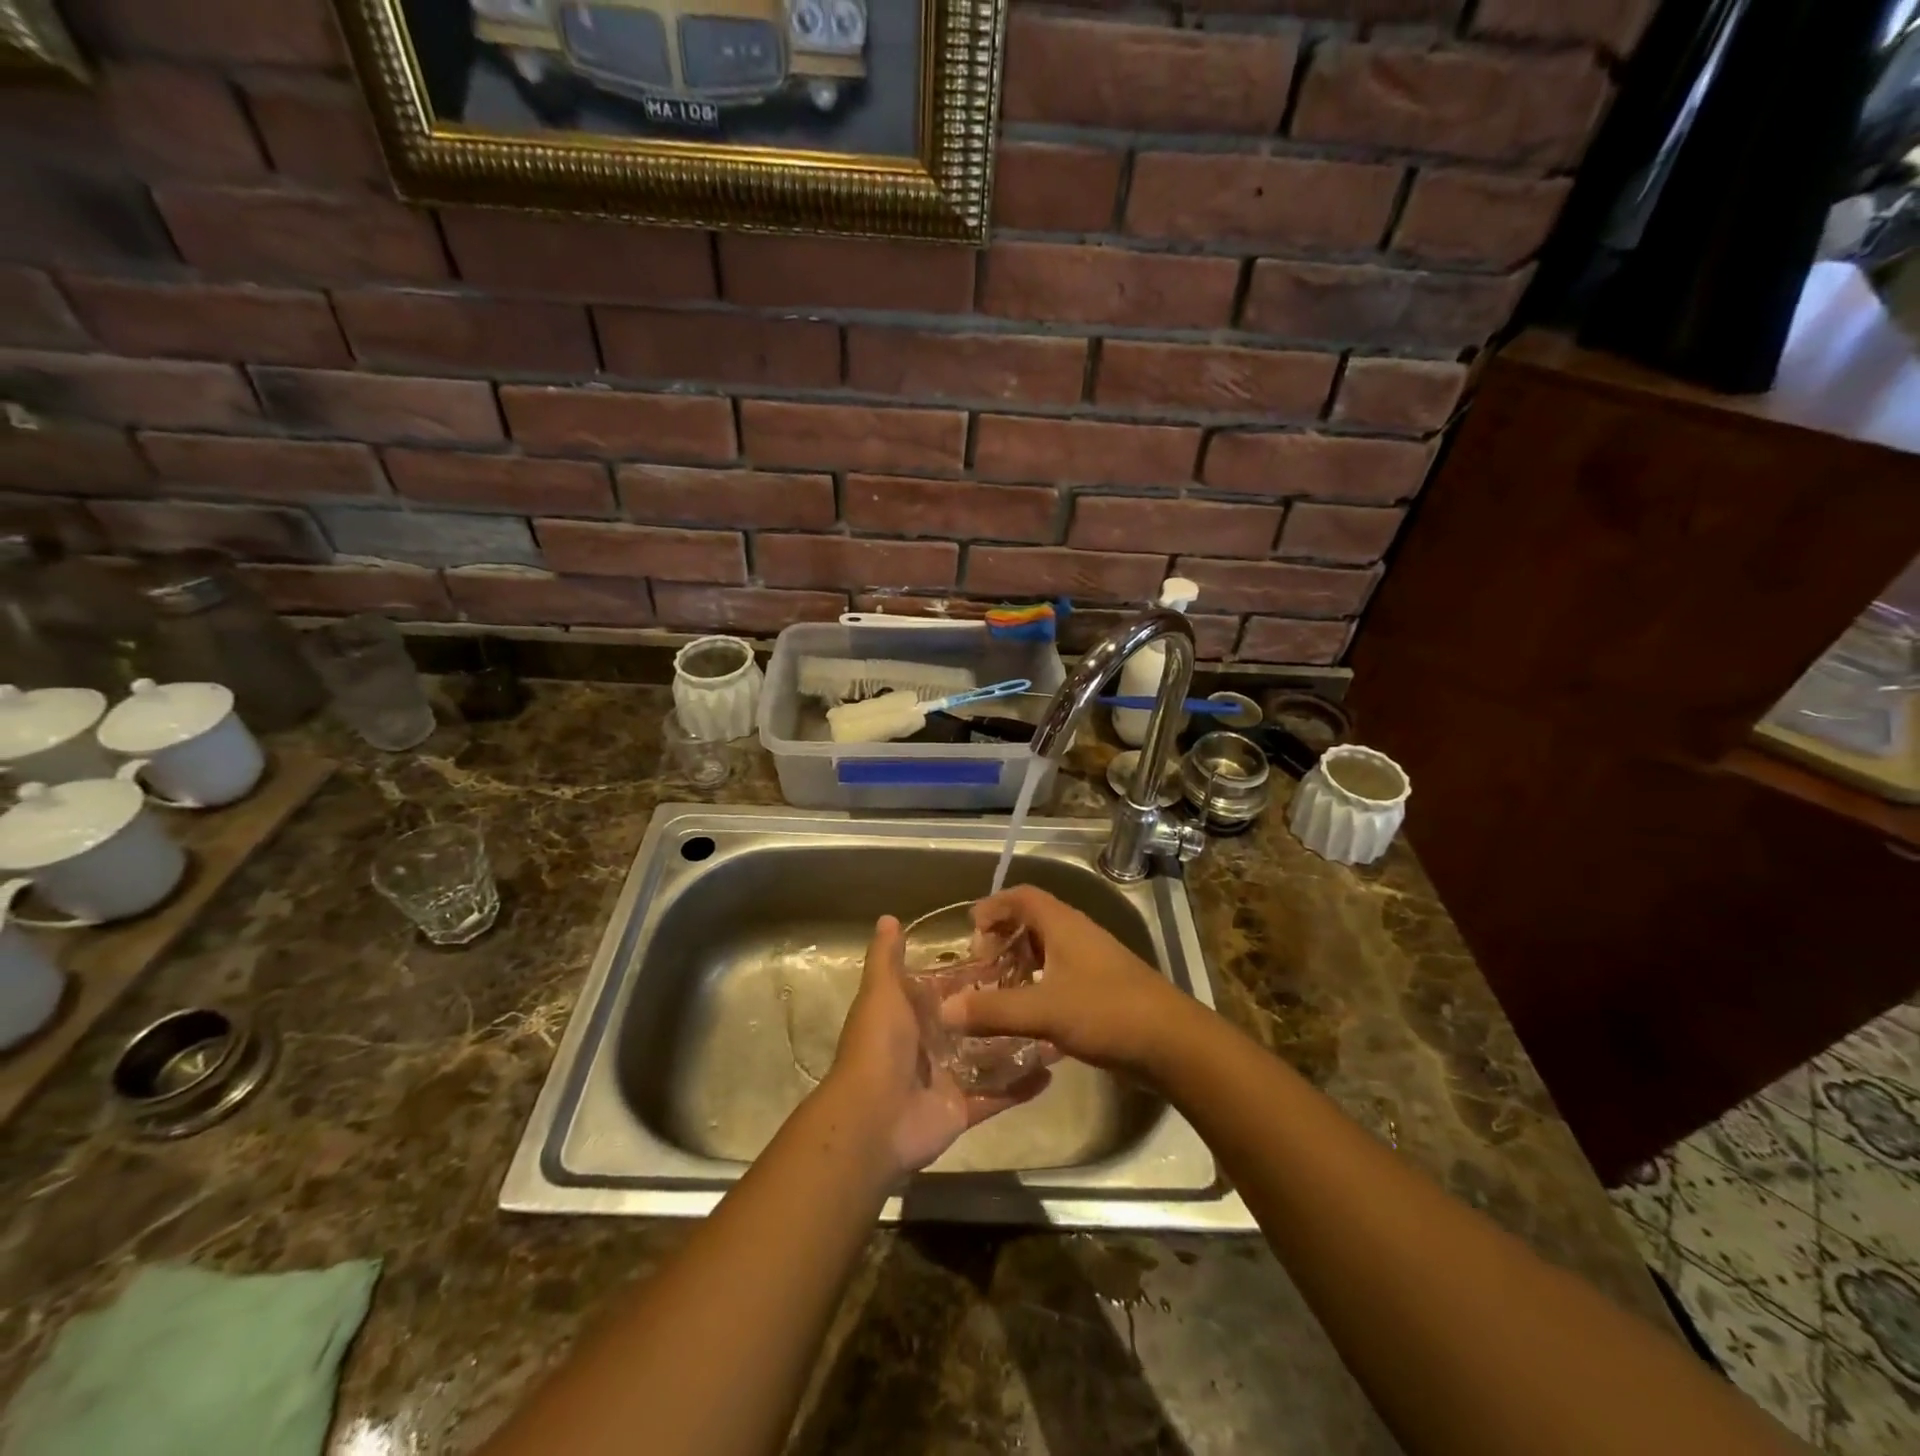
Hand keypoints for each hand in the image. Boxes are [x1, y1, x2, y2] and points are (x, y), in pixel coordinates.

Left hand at [824, 915, 1048, 1176]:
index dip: (975, 974)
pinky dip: (1022, 1087)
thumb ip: (887, 957)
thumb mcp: (881, 991)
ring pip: (990, 1057)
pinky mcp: (962, 1109)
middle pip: (974, 1022)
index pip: (949, 988)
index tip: (1011, 955)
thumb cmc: (879, 1045)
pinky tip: (1053, 1071)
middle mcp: (930, 1043)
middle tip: (1045, 990)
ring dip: (1019, 1045)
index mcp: (911, 1014)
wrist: (872, 1120)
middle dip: (1003, 1009)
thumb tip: (888, 918)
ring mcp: (947, 1078)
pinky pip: (997, 1095)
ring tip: (1057, 1028)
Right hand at [941, 886, 1195, 1077]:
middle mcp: (1079, 935)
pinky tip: (1030, 1014)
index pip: (1023, 896)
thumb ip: (994, 1010)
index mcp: (1064, 925)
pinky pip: (1061, 974)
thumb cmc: (1107, 1012)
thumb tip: (945, 1010)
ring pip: (1049, 950)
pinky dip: (1039, 984)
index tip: (971, 929)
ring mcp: (1094, 962)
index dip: (994, 905)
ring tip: (999, 989)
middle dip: (1004, 937)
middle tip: (982, 964)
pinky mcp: (1104, 989)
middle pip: (1034, 920)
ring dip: (1021, 962)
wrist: (1172, 1044)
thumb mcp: (1045, 1011)